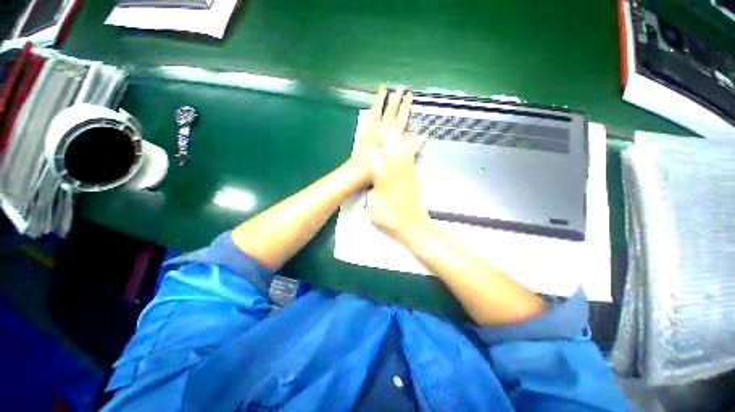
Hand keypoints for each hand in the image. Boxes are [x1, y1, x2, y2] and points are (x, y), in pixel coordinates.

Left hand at [350, 85, 412, 185]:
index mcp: (395, 132)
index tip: (409, 94)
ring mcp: (373, 127)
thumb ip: (415, 144)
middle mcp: (384, 126)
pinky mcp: (364, 130)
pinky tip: (371, 105)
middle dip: (396, 98)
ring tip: (384, 88)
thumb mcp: (404, 155)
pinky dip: (371, 109)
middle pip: (391, 109)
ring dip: (381, 98)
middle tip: (400, 87)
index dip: (406, 104)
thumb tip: (425, 135)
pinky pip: (368, 117)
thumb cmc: (385, 163)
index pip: (402, 115)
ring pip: (378, 109)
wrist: (366, 167)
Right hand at [363, 87, 430, 242]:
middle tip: (396, 91)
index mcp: (383, 173)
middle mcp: (395, 165)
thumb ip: (372, 188)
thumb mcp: (374, 206)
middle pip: (391, 134)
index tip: (372, 108)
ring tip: (408, 100)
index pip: (372, 146)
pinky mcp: (413, 172)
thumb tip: (374, 179)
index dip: (371, 127)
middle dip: (392, 112)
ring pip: (403, 137)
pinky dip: (413, 138)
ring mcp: (407, 168)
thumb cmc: (391, 220)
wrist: (415, 228)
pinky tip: (417, 131)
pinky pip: (411, 151)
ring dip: (404, 119)